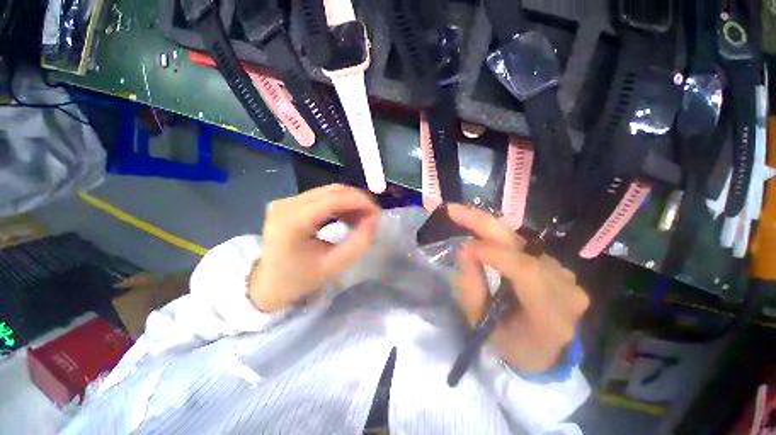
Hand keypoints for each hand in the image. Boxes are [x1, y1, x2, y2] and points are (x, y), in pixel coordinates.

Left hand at [249, 184, 379, 311]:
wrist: (268, 284)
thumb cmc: (300, 279)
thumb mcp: (335, 265)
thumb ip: (359, 242)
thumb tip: (375, 219)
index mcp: (293, 222)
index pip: (333, 199)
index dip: (360, 201)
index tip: (378, 213)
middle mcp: (287, 204)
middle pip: (332, 191)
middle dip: (358, 201)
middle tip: (372, 217)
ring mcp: (287, 201)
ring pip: (329, 192)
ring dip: (350, 202)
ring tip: (362, 220)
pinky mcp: (290, 203)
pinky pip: (322, 197)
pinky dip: (339, 205)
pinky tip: (347, 218)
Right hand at [447, 204, 588, 373]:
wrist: (546, 352)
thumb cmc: (511, 344)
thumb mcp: (482, 324)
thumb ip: (471, 288)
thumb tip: (465, 249)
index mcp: (550, 314)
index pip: (525, 271)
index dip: (492, 253)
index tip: (463, 245)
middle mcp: (565, 288)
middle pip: (522, 246)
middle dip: (483, 223)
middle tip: (454, 210)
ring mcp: (566, 275)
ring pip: (520, 243)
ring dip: (489, 229)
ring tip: (463, 219)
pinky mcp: (559, 267)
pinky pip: (523, 247)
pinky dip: (499, 238)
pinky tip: (484, 237)